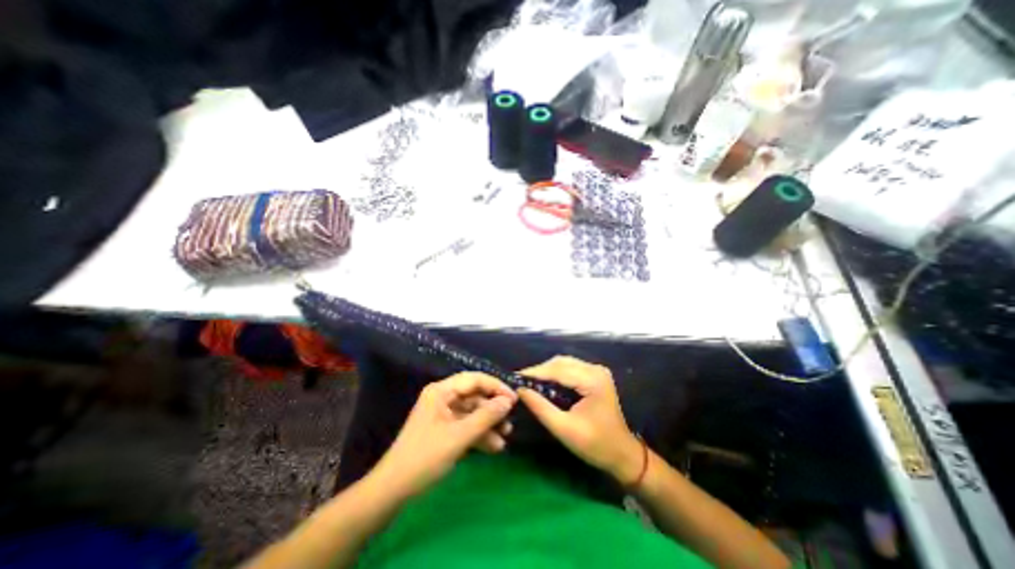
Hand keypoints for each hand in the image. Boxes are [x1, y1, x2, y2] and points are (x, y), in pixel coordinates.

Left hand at [370, 374, 515, 496]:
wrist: (393, 491)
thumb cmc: (425, 457)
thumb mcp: (459, 436)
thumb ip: (485, 417)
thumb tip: (508, 401)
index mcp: (441, 391)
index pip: (474, 379)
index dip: (495, 386)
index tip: (513, 398)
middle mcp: (443, 398)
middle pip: (474, 396)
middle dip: (493, 409)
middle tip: (510, 421)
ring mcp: (444, 415)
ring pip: (472, 412)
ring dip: (488, 424)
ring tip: (505, 436)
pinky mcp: (445, 430)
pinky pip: (466, 426)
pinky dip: (480, 435)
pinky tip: (494, 447)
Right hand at [518, 355, 635, 483]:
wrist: (622, 453)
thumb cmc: (595, 445)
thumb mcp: (564, 429)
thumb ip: (541, 408)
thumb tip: (520, 391)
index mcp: (592, 380)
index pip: (558, 370)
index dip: (535, 372)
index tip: (515, 378)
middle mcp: (595, 369)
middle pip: (561, 362)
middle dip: (540, 370)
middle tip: (521, 381)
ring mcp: (597, 371)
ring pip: (564, 363)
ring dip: (546, 370)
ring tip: (529, 381)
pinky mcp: (595, 375)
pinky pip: (570, 368)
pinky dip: (555, 373)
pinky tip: (545, 382)